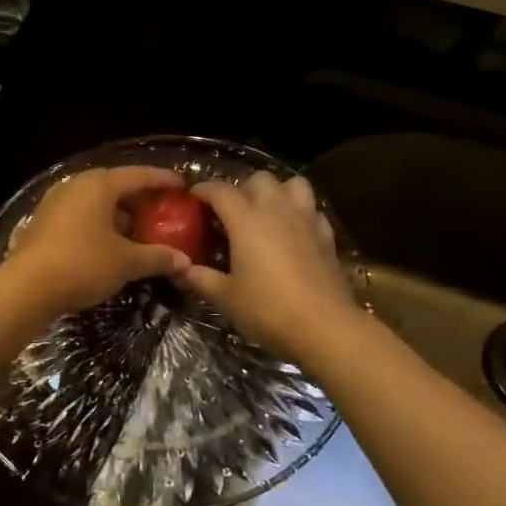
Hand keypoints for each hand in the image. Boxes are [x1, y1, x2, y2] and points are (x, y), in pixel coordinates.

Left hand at [5, 165, 191, 317]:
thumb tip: (185, 261)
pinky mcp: (43, 222)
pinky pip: (80, 215)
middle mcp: (76, 185)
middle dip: (140, 198)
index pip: (139, 175)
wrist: (26, 288)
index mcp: (99, 185)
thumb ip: (157, 257)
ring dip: (118, 213)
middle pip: (116, 185)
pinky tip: (110, 243)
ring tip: (138, 230)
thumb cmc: (82, 264)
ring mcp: (55, 202)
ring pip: (96, 201)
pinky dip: (99, 224)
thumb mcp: (126, 262)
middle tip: (162, 210)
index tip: (182, 185)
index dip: (163, 180)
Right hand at [180, 172, 361, 361]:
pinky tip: (294, 232)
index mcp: (246, 219)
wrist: (324, 326)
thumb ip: (200, 278)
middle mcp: (277, 209)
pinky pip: (312, 209)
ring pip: (292, 184)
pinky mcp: (326, 234)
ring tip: (267, 212)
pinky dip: (300, 212)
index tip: (193, 198)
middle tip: (232, 212)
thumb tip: (180, 269)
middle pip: (259, 179)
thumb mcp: (225, 297)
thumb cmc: (268, 309)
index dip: (203, 190)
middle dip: (242, 188)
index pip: (220, 190)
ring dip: (277, 191)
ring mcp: (306, 219)